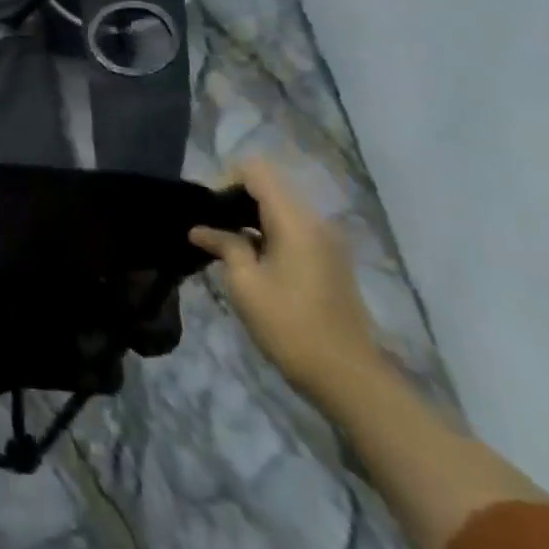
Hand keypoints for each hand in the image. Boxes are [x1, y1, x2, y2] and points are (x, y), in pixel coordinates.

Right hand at [190, 157, 384, 402]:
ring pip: (280, 208)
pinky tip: (248, 258)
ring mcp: (326, 242)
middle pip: (269, 186)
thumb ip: (224, 245)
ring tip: (223, 242)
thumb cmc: (290, 326)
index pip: (256, 171)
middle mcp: (315, 222)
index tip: (207, 210)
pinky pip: (291, 228)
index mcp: (296, 221)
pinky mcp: (328, 260)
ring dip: (249, 217)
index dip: (225, 180)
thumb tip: (201, 229)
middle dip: (234, 198)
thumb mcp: (245, 283)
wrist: (347, 377)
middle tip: (209, 226)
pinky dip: (266, 233)